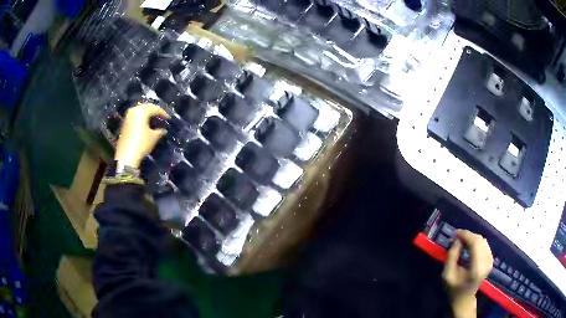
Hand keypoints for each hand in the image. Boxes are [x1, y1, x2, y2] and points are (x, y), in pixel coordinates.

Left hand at [114, 103, 169, 167]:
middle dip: (154, 111)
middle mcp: (134, 110)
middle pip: (146, 107)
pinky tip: (145, 124)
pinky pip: (135, 116)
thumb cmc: (141, 144)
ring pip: (140, 111)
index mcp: (142, 111)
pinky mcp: (125, 123)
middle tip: (161, 117)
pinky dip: (141, 118)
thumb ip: (160, 131)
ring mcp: (128, 116)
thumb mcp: (153, 137)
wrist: (126, 156)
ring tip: (154, 120)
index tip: (168, 118)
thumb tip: (163, 129)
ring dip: (147, 114)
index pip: (155, 108)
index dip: (163, 113)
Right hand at [442, 230, 493, 317]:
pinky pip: (484, 245)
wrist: (464, 299)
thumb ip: (451, 256)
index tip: (455, 233)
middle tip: (456, 236)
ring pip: (482, 241)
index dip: (466, 235)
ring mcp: (490, 261)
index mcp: (476, 268)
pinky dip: (476, 242)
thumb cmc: (454, 289)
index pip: (475, 244)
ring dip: (472, 238)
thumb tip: (457, 240)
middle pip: (479, 241)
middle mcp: (486, 262)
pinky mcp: (490, 260)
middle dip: (468, 236)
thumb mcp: (447, 275)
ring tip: (461, 240)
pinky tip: (469, 245)